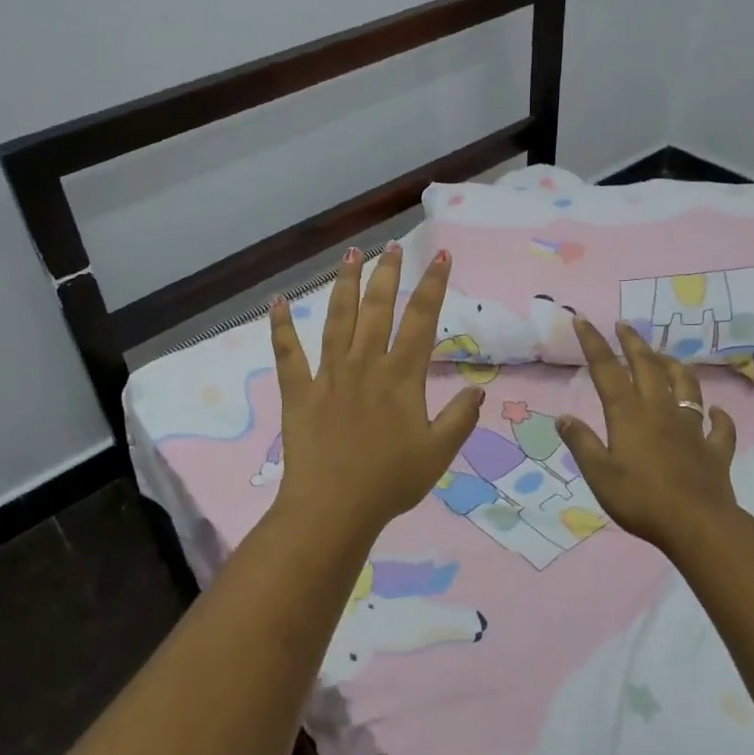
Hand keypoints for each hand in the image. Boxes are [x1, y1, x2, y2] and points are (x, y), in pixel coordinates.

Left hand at [269, 243, 483, 540]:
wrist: (333, 509)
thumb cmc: (389, 482)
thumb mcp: (438, 453)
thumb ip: (460, 418)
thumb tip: (477, 389)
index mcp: (401, 377)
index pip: (421, 320)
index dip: (432, 285)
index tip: (440, 256)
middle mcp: (365, 364)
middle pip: (377, 308)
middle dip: (387, 273)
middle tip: (391, 246)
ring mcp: (329, 374)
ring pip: (337, 318)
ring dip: (344, 284)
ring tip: (350, 254)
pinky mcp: (298, 390)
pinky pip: (288, 353)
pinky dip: (280, 327)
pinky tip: (276, 301)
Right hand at [558, 318, 739, 553]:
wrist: (698, 525)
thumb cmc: (641, 500)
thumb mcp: (599, 475)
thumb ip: (582, 443)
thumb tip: (563, 417)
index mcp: (629, 414)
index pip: (607, 370)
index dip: (594, 343)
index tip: (583, 319)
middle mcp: (660, 411)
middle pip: (647, 367)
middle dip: (634, 343)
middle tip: (624, 325)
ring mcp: (691, 428)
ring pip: (686, 386)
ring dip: (674, 367)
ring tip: (665, 357)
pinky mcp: (714, 450)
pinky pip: (719, 427)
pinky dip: (718, 417)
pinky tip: (716, 412)